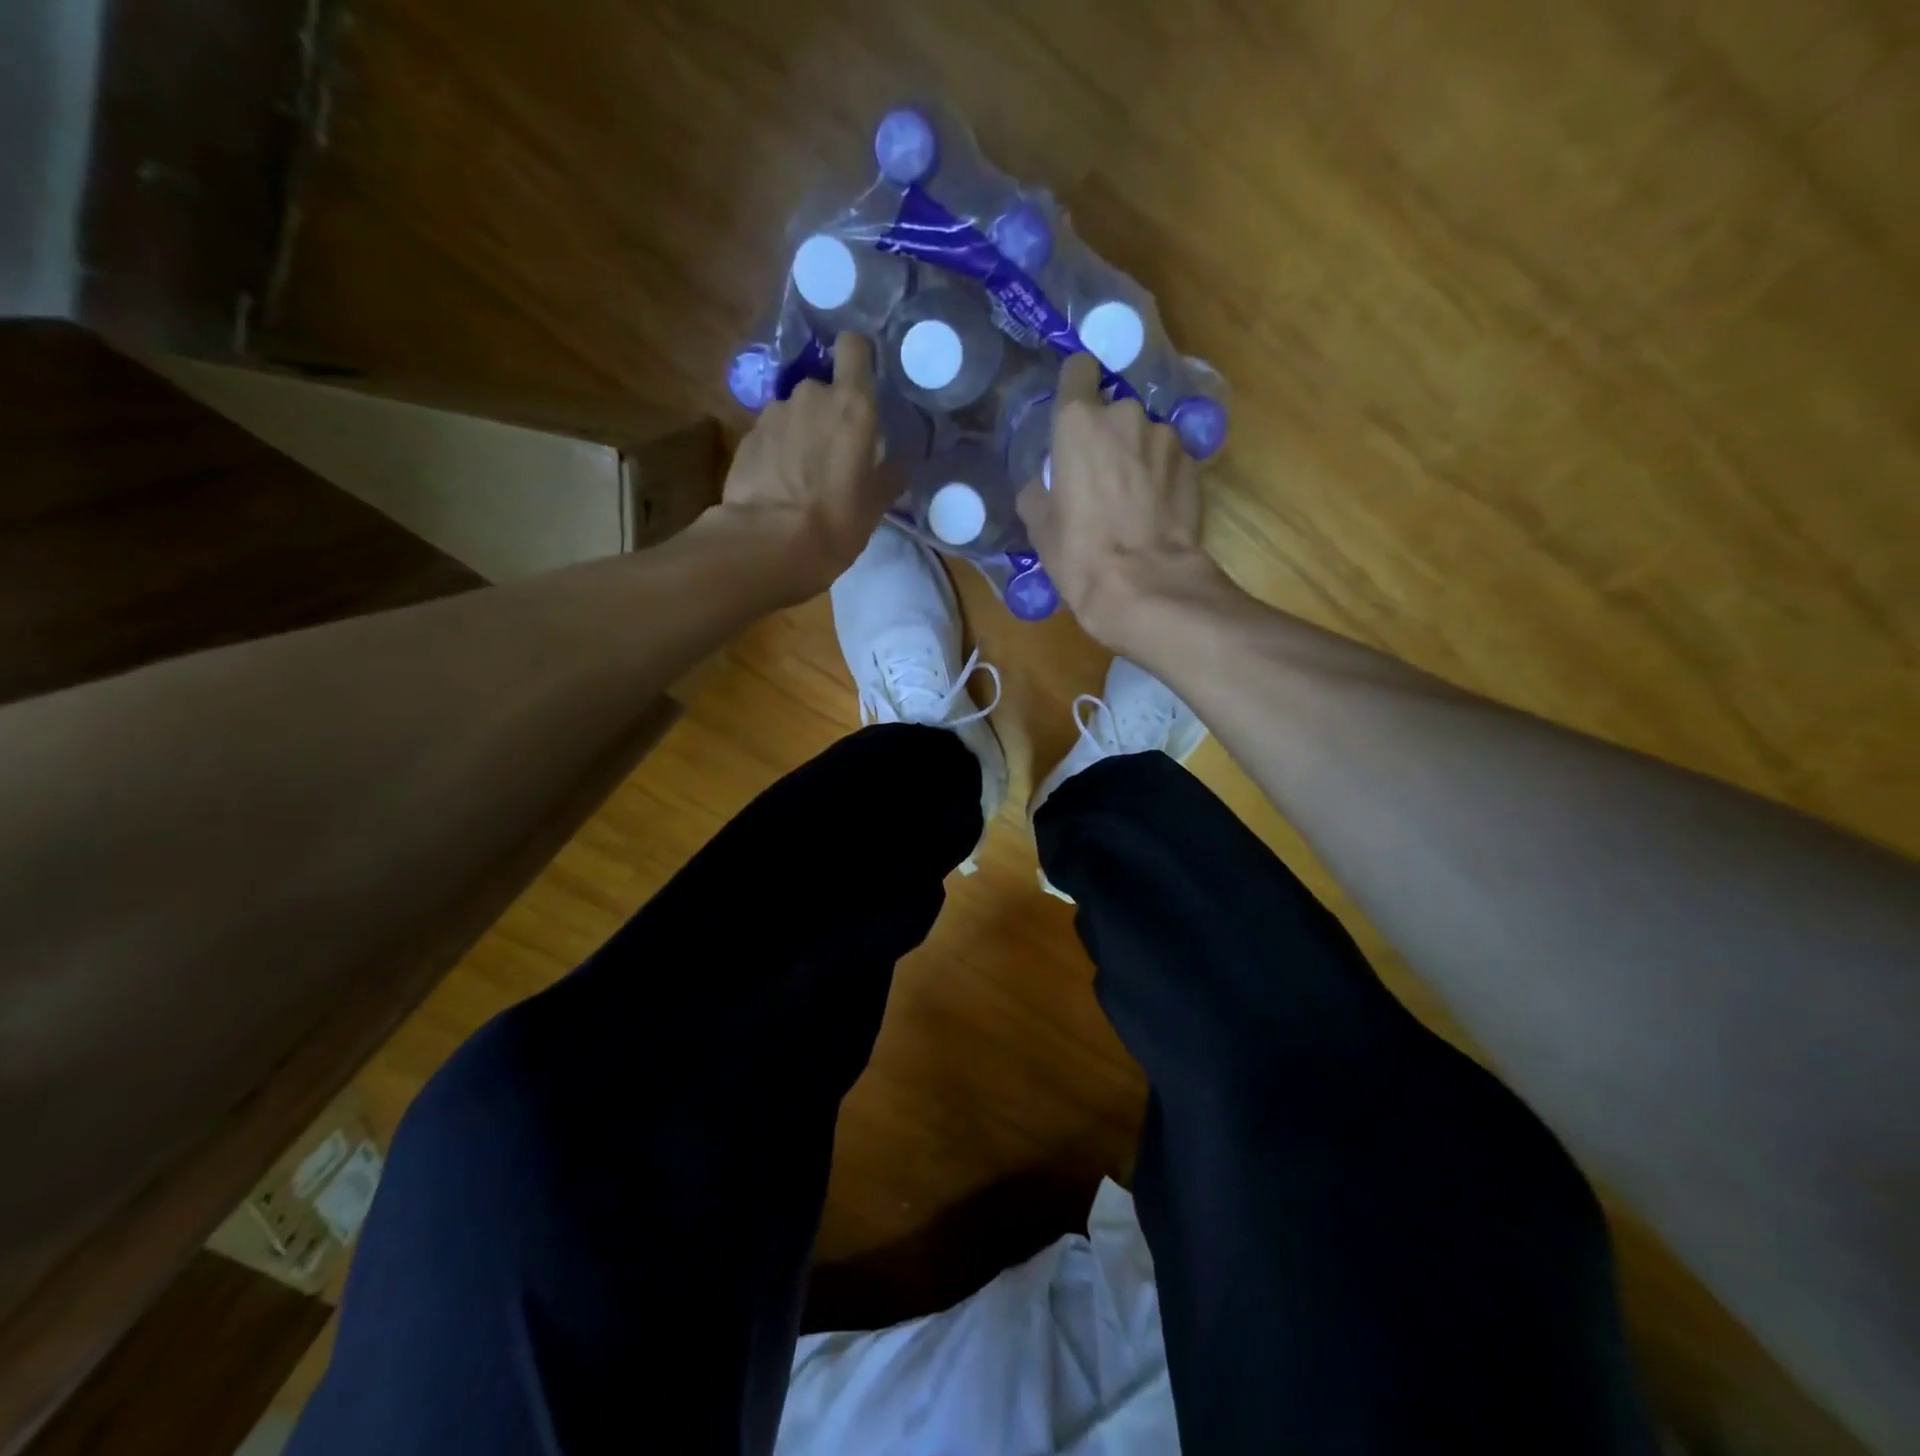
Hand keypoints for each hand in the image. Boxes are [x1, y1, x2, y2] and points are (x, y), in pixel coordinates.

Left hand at [715, 332, 882, 599]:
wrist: (767, 544)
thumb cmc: (836, 522)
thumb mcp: (876, 505)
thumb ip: (888, 474)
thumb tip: (899, 463)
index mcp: (852, 405)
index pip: (853, 347)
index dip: (857, 359)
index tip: (862, 383)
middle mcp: (810, 396)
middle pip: (822, 388)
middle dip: (828, 413)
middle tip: (835, 453)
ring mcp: (772, 414)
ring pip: (793, 412)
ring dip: (800, 434)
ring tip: (803, 476)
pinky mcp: (745, 437)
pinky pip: (770, 436)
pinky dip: (776, 452)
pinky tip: (779, 487)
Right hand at [1016, 352, 1219, 651]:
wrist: (1145, 584)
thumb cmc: (1080, 553)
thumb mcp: (1039, 526)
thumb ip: (1038, 489)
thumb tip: (1043, 483)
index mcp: (1079, 421)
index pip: (1078, 370)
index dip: (1074, 388)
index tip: (1072, 413)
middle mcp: (1125, 415)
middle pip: (1113, 409)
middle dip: (1107, 434)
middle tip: (1099, 474)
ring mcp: (1165, 437)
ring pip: (1144, 434)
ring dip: (1137, 454)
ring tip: (1131, 498)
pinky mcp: (1194, 463)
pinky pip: (1169, 458)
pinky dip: (1160, 475)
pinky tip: (1154, 510)